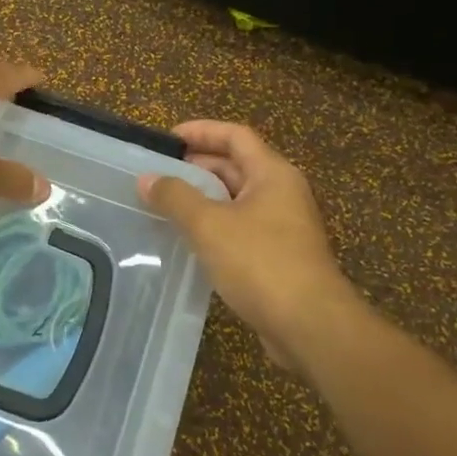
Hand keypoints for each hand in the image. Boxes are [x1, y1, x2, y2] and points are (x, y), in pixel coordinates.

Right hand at [138, 121, 352, 366]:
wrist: (309, 325)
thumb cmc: (260, 262)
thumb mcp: (209, 224)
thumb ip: (175, 197)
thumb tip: (147, 178)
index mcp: (272, 174)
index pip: (236, 136)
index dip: (201, 131)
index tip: (166, 139)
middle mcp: (282, 193)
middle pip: (237, 165)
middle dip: (198, 166)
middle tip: (159, 174)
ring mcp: (283, 226)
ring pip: (237, 200)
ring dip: (203, 198)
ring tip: (165, 205)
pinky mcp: (278, 257)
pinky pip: (240, 228)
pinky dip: (214, 226)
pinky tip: (188, 240)